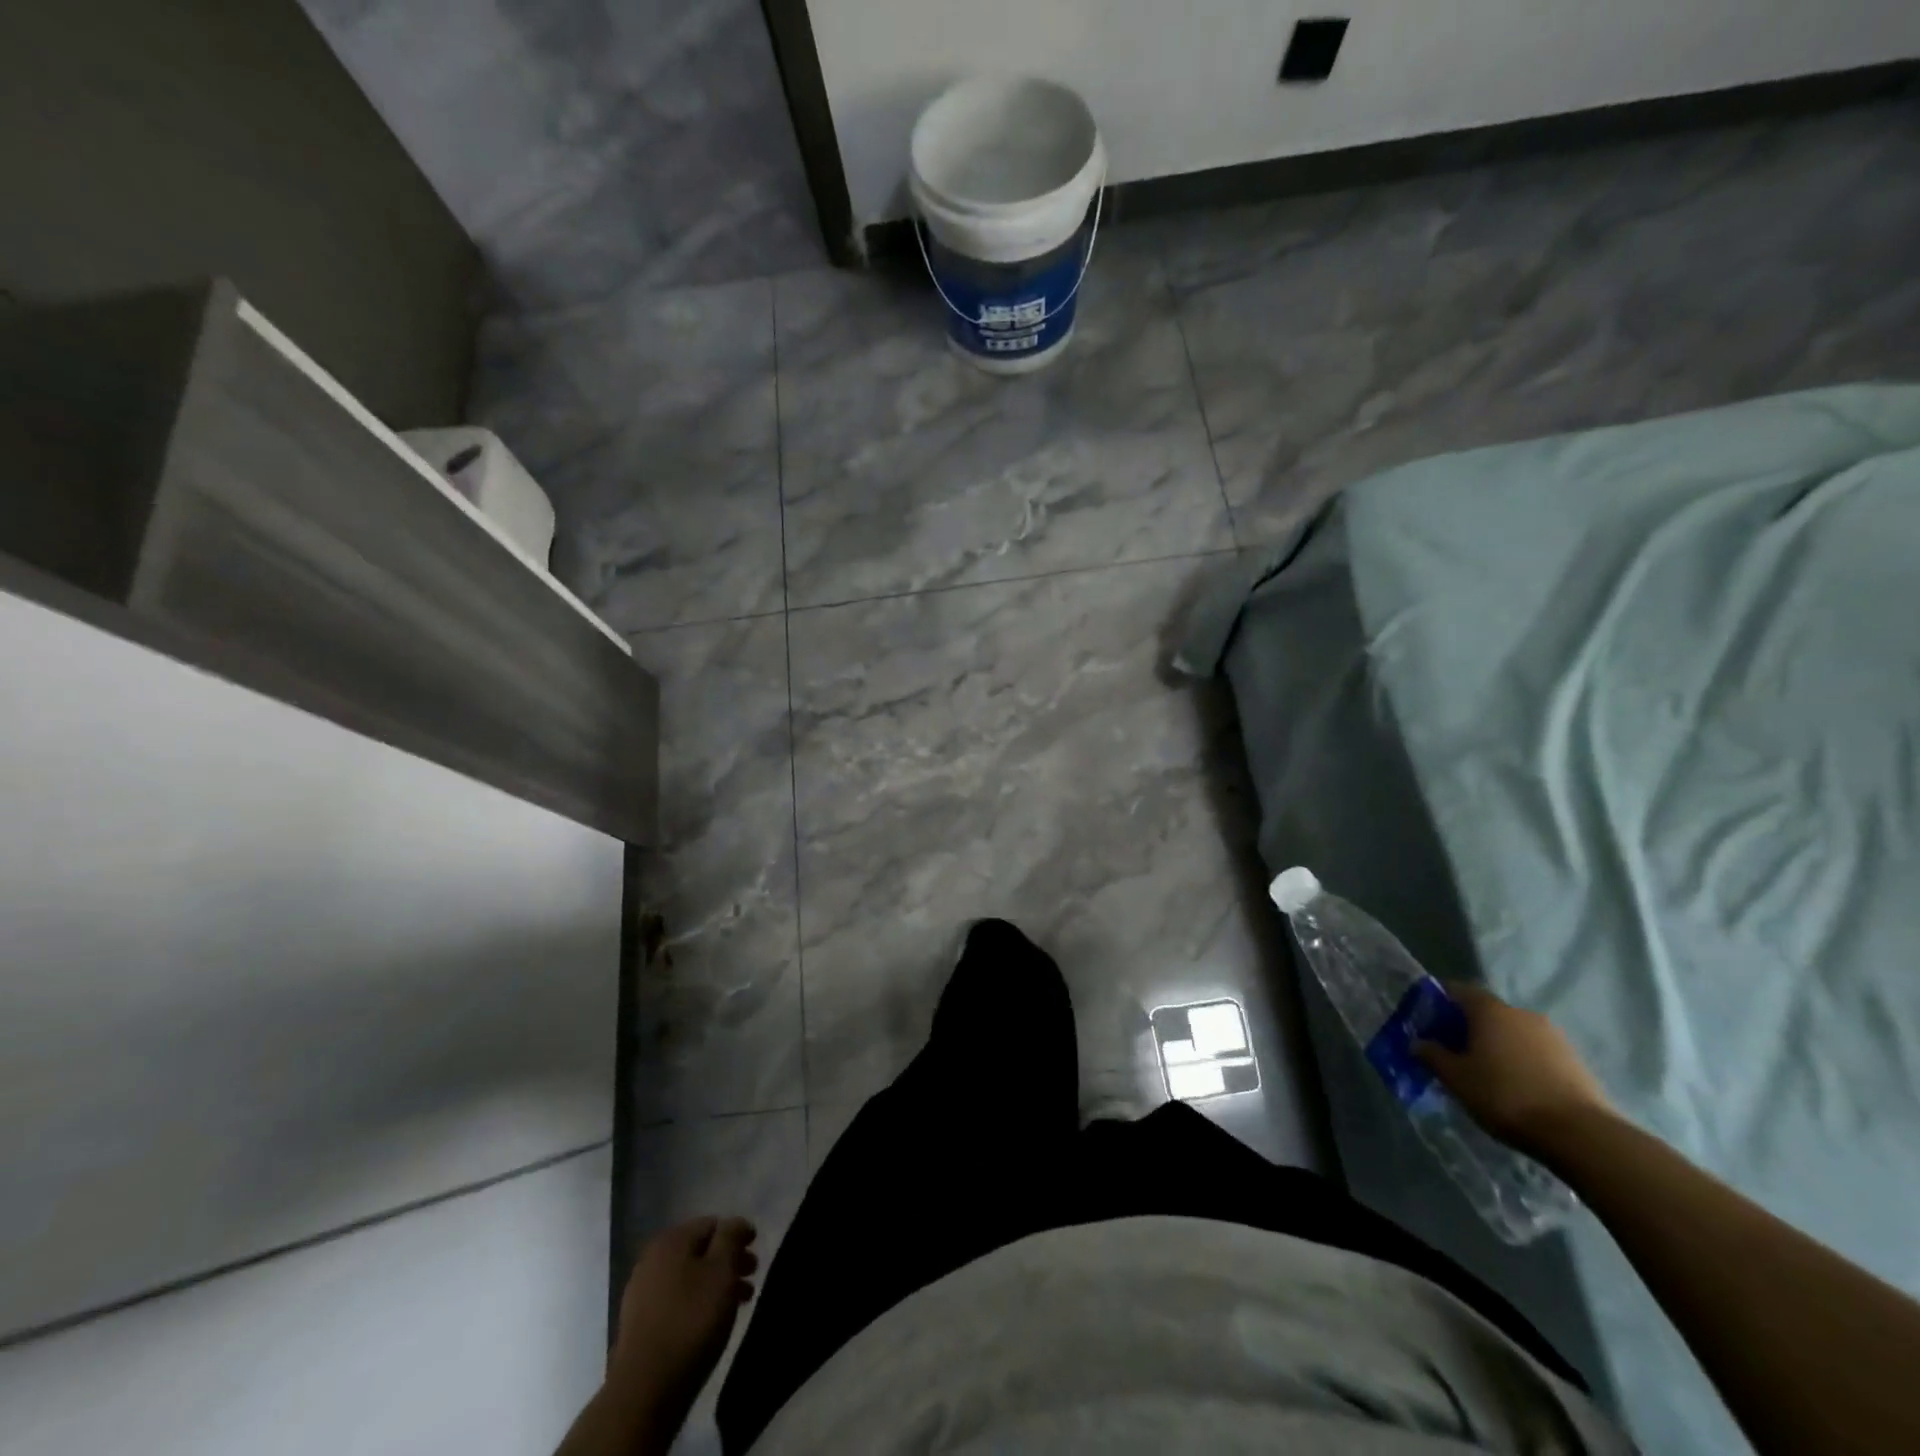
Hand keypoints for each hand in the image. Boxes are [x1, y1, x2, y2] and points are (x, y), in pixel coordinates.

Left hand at [609, 1216, 758, 1415]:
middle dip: (728, 1261)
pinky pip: (676, 1300)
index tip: (756, 1251)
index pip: (713, 1224)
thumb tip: (735, 1222)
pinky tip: (710, 1321)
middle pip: (700, 1251)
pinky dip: (696, 1302)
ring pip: (689, 1277)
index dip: (737, 1235)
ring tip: (738, 1303)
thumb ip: (731, 1237)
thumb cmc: (691, 1321)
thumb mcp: (722, 1271)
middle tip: (751, 1278)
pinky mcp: (639, 1324)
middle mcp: (652, 1259)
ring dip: (715, 1284)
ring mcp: (641, 1292)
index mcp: (671, 1240)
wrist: (645, 1390)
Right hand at [1416, 984, 1614, 1154]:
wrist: (1581, 1135)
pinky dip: (1521, 1061)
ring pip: (1513, 1033)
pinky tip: (1516, 1087)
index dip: (1438, 1002)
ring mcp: (1554, 1036)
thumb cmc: (1505, 1096)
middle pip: (1486, 1012)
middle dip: (1467, 1027)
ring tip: (1485, 1073)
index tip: (1426, 1021)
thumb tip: (1417, 1042)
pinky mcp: (1576, 1061)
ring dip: (1497, 1046)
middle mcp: (1522, 1013)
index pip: (1457, 990)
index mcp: (1490, 1010)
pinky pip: (1536, 1052)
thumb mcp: (1456, 1078)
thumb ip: (1432, 1055)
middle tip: (1452, 1051)